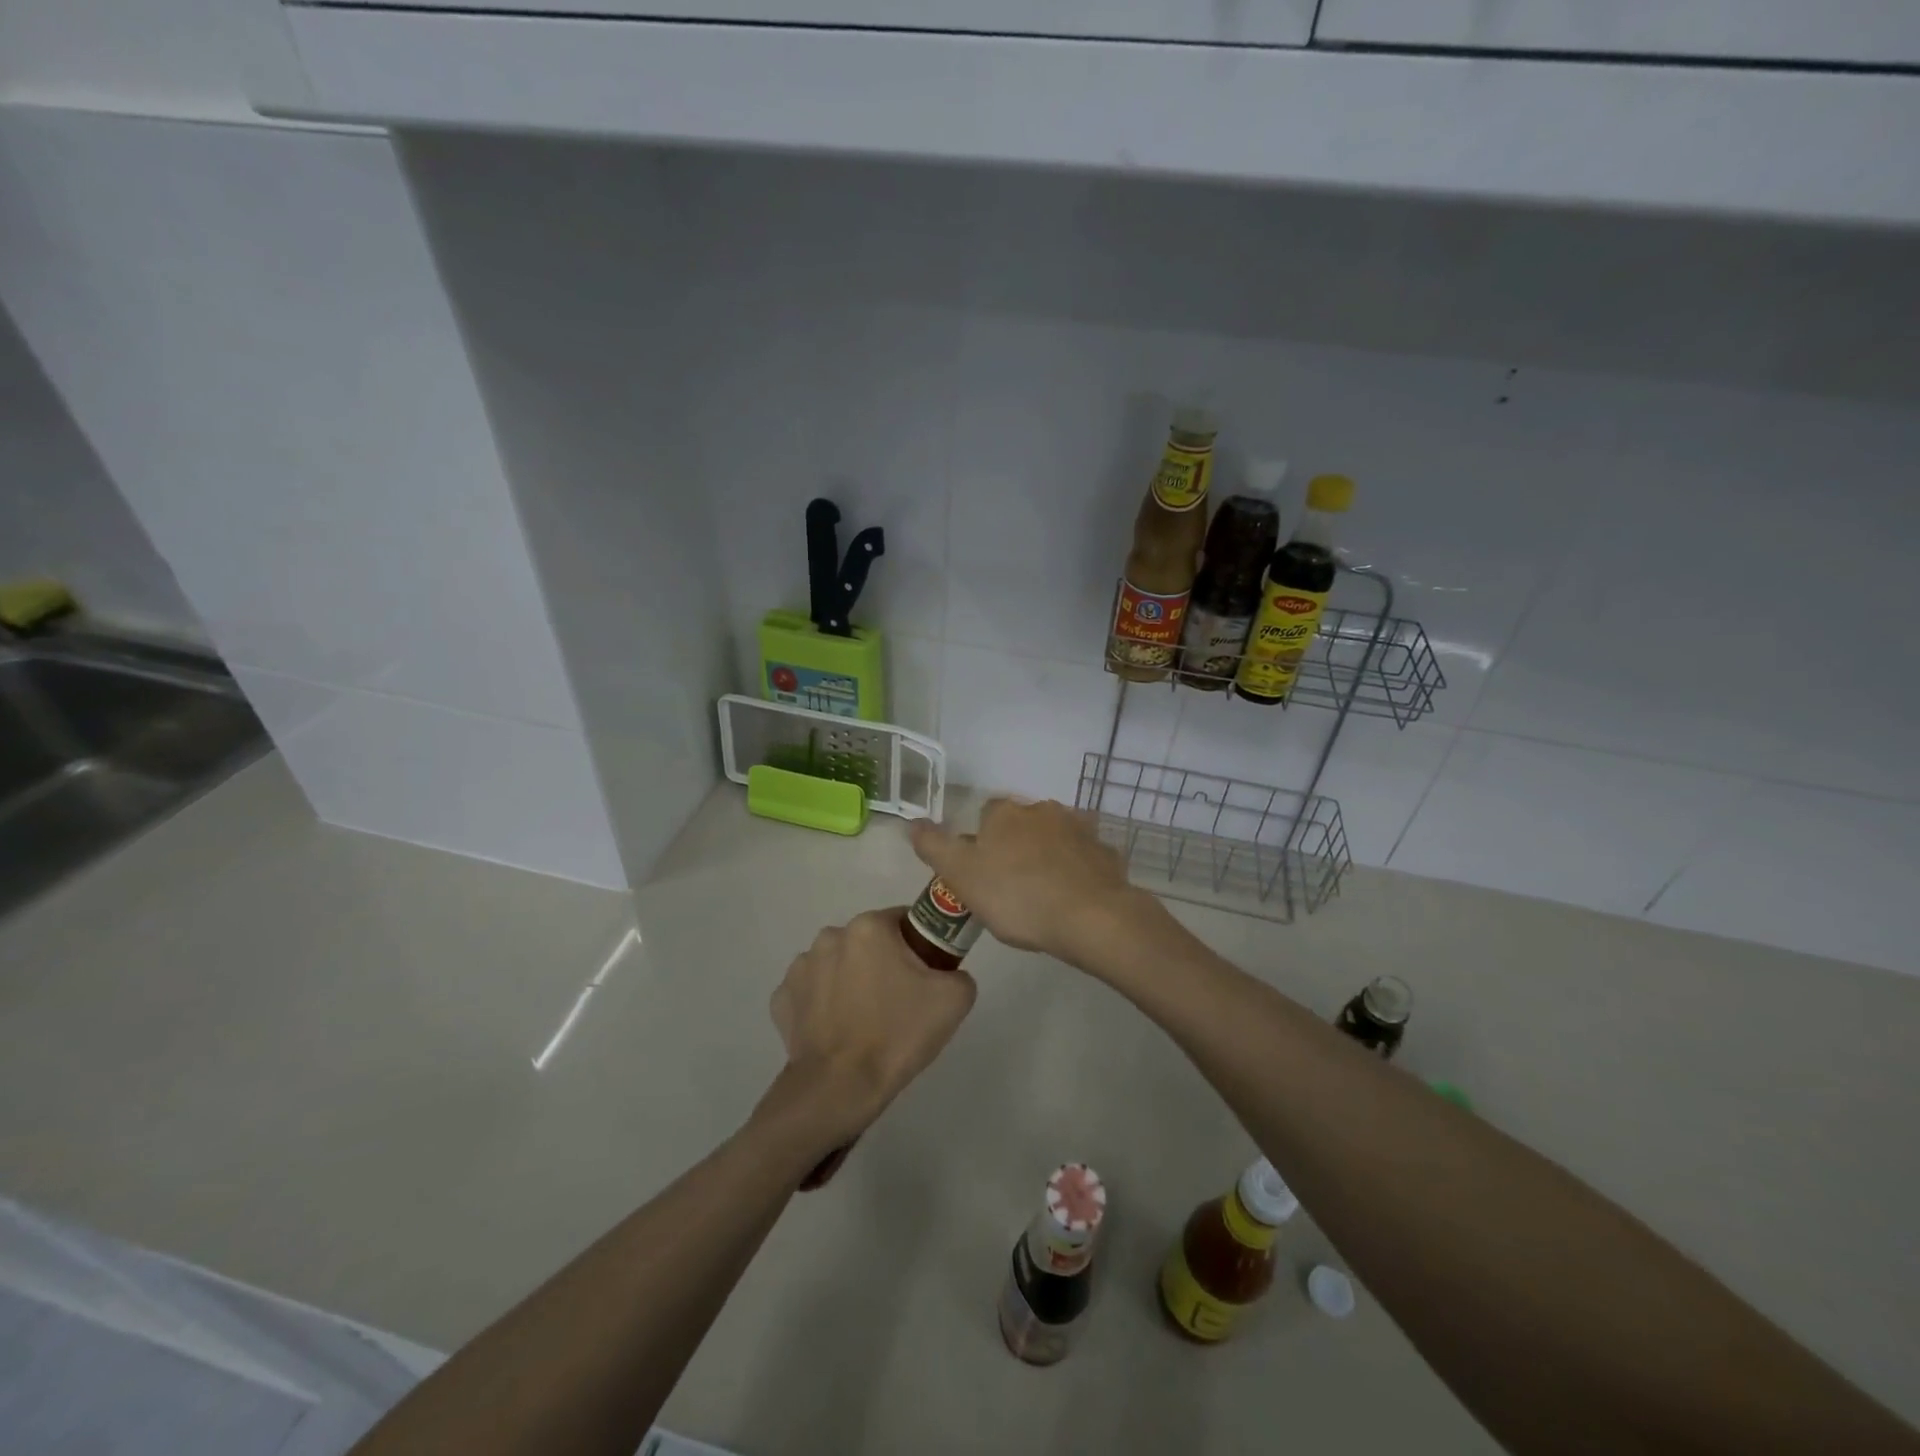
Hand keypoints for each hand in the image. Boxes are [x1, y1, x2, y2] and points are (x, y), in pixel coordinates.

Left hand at [763, 909, 976, 1149]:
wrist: (840, 1088)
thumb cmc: (898, 1034)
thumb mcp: (955, 998)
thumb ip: (958, 971)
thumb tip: (946, 973)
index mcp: (869, 927)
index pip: (903, 921)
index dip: (919, 946)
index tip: (926, 977)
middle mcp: (830, 937)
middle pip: (869, 943)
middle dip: (884, 964)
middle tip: (900, 1003)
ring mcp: (800, 968)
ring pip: (838, 966)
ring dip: (851, 982)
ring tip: (866, 1022)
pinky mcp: (782, 1000)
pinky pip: (812, 994)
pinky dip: (824, 1006)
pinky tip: (837, 1032)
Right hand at [909, 798, 1153, 969]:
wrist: (1090, 917)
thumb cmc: (1017, 896)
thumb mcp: (961, 876)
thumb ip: (934, 847)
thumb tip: (912, 822)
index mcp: (1005, 813)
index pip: (986, 814)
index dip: (981, 841)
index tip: (981, 871)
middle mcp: (1042, 809)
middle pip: (1021, 824)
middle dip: (1015, 847)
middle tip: (1010, 887)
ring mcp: (1078, 828)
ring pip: (1054, 838)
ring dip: (1047, 856)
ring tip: (1042, 895)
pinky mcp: (1105, 851)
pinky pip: (1083, 858)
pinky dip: (1076, 871)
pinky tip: (1072, 898)